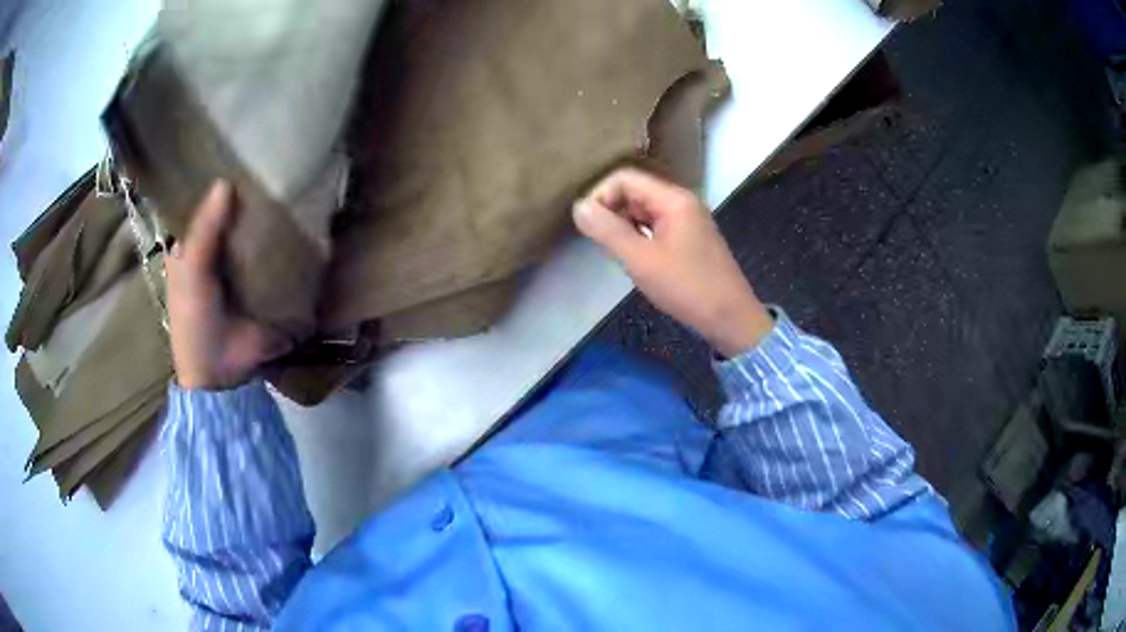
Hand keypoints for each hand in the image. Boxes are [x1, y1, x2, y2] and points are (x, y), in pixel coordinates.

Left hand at [165, 181, 292, 389]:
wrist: (222, 372)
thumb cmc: (194, 320)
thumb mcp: (192, 272)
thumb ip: (204, 231)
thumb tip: (226, 182)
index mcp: (194, 246)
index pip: (206, 205)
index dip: (218, 182)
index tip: (238, 152)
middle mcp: (220, 251)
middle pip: (234, 215)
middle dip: (249, 194)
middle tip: (273, 161)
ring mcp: (245, 266)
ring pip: (257, 232)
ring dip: (270, 214)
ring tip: (293, 180)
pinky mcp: (268, 281)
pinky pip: (277, 255)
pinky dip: (286, 240)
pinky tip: (303, 216)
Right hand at [573, 168, 772, 356]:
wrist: (732, 319)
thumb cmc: (687, 288)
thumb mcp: (641, 261)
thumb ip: (608, 231)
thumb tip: (578, 206)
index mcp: (673, 199)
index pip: (625, 178)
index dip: (601, 196)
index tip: (588, 226)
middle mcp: (682, 202)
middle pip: (635, 192)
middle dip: (611, 211)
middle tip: (600, 243)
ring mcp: (688, 221)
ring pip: (643, 211)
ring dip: (624, 226)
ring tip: (615, 253)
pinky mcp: (690, 239)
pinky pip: (656, 226)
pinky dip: (639, 237)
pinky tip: (635, 260)